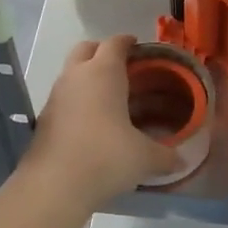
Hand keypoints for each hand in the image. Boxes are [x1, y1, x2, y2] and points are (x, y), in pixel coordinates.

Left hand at [26, 36, 180, 205]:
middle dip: (103, 52)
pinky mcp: (44, 117)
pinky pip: (64, 96)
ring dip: (88, 77)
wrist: (54, 185)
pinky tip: (93, 122)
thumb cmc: (106, 157)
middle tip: (123, 68)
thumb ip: (166, 155)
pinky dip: (78, 100)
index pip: (115, 43)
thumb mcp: (144, 158)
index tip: (140, 48)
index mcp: (103, 73)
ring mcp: (56, 95)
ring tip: (111, 98)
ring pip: (72, 72)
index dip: (129, 42)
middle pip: (87, 49)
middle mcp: (76, 76)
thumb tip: (183, 161)